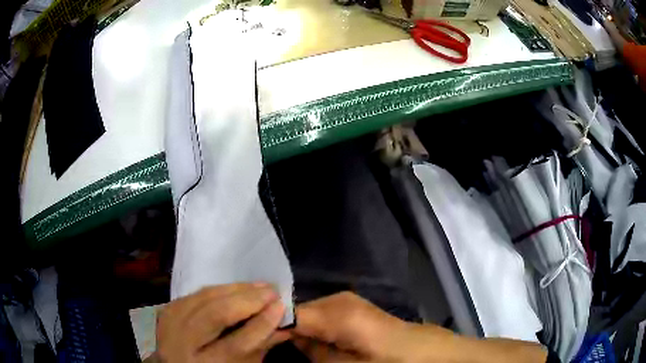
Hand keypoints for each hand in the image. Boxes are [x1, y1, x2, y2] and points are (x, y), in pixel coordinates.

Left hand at [154, 283, 288, 362]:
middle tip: (272, 291)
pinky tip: (235, 288)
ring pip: (203, 299)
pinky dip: (218, 289)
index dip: (261, 324)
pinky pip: (195, 294)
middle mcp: (183, 345)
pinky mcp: (167, 310)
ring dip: (235, 289)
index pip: (237, 344)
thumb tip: (284, 322)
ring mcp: (170, 325)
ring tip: (259, 286)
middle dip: (247, 300)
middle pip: (215, 316)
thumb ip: (261, 345)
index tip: (282, 306)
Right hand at [292, 292, 547, 362]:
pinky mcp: (356, 314)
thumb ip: (314, 354)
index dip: (270, 329)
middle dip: (284, 334)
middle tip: (276, 354)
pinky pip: (323, 324)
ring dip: (300, 337)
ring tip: (297, 354)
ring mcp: (348, 306)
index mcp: (335, 311)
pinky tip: (316, 350)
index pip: (286, 314)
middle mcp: (339, 301)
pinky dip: (315, 336)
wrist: (437, 357)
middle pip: (296, 316)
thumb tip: (286, 342)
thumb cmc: (396, 362)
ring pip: (309, 321)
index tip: (259, 346)